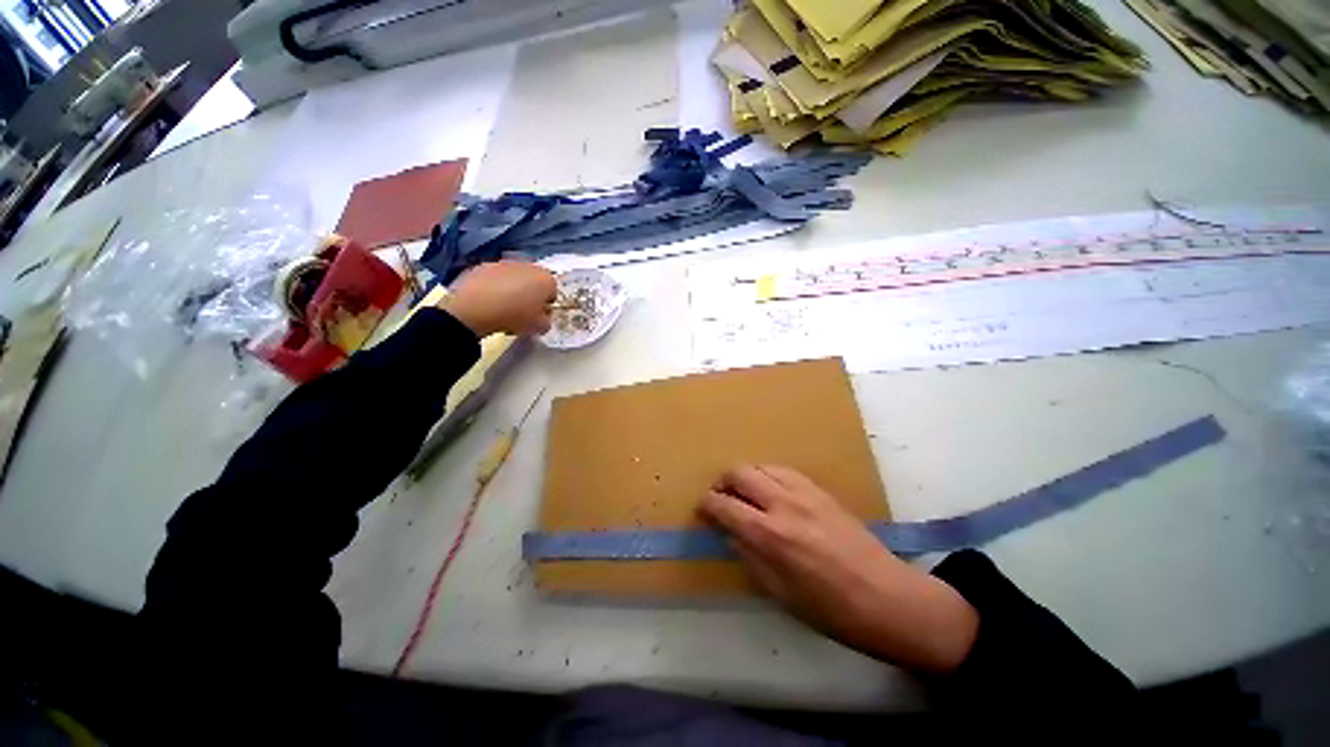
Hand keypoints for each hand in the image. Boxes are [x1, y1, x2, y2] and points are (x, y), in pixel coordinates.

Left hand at [437, 261, 556, 337]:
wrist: (475, 307)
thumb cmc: (514, 316)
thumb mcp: (538, 327)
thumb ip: (546, 321)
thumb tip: (542, 317)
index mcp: (546, 279)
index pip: (553, 293)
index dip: (546, 306)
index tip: (537, 316)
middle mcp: (528, 266)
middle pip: (533, 282)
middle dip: (530, 295)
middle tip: (521, 312)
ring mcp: (504, 263)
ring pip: (514, 278)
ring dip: (512, 289)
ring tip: (502, 308)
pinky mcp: (484, 265)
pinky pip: (495, 278)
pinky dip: (494, 287)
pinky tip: (488, 302)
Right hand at [700, 465, 978, 673]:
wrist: (888, 599)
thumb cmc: (831, 610)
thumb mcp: (780, 593)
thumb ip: (750, 556)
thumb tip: (731, 533)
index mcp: (770, 535)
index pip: (725, 505)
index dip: (708, 504)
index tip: (703, 509)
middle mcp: (784, 504)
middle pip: (740, 472)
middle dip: (723, 481)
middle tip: (721, 497)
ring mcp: (805, 492)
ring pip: (762, 465)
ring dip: (746, 476)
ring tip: (745, 493)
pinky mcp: (821, 490)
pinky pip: (785, 471)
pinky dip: (769, 475)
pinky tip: (772, 491)